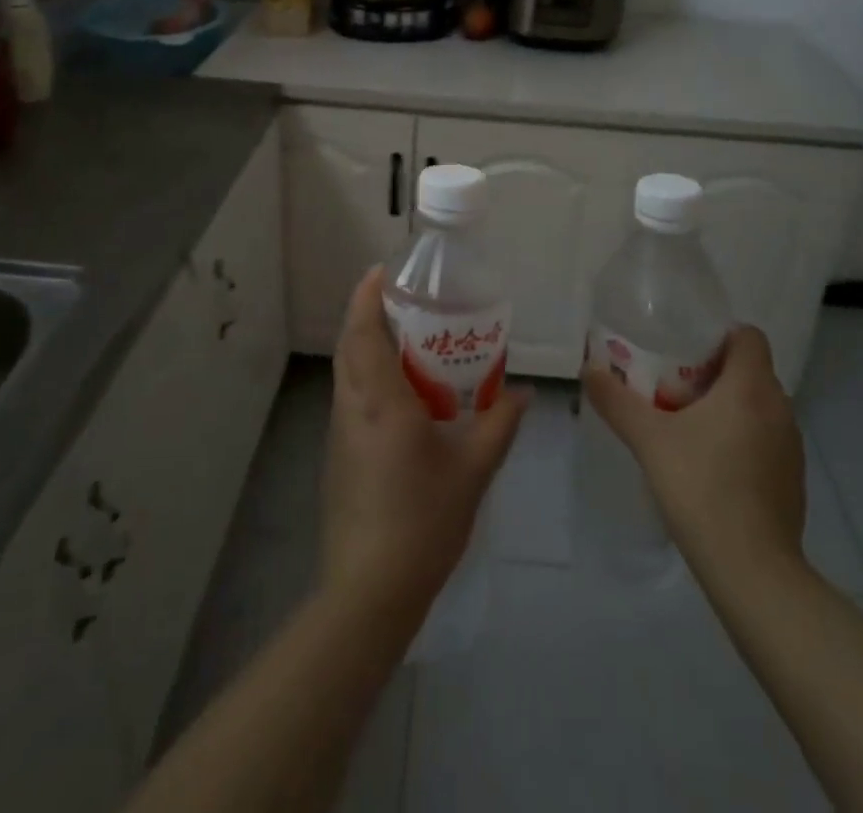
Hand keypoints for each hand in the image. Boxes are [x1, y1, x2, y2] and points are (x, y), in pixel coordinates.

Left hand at [321, 267, 526, 621]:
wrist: (369, 591)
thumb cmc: (423, 521)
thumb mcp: (472, 470)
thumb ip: (499, 425)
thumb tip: (523, 393)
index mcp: (380, 401)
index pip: (363, 332)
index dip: (367, 296)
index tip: (383, 271)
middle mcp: (352, 407)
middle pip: (349, 344)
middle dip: (367, 313)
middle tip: (404, 300)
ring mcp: (340, 432)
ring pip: (347, 371)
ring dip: (367, 345)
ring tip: (407, 339)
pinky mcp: (338, 455)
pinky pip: (351, 397)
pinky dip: (368, 376)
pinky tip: (402, 394)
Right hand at [582, 326, 807, 577]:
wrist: (752, 569)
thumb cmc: (701, 487)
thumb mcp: (648, 439)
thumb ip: (616, 401)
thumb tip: (588, 369)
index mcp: (751, 386)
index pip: (748, 335)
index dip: (718, 335)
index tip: (685, 350)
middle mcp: (780, 408)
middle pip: (750, 370)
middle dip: (714, 372)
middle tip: (674, 387)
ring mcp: (792, 447)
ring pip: (759, 406)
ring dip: (729, 407)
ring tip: (688, 426)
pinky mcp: (793, 480)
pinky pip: (766, 440)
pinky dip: (743, 439)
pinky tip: (712, 466)